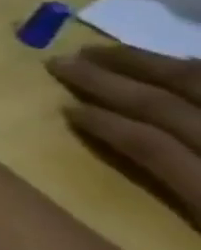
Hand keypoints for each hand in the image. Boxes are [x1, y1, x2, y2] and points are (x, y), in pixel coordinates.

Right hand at [47, 45, 200, 226]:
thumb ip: (172, 197)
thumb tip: (107, 180)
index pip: (150, 147)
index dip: (105, 124)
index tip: (63, 107)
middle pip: (170, 110)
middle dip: (113, 81)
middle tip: (62, 60)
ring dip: (151, 66)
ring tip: (104, 51)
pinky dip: (200, 72)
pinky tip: (179, 63)